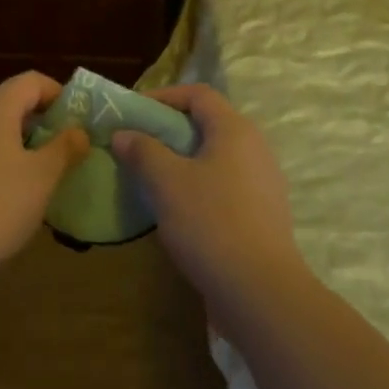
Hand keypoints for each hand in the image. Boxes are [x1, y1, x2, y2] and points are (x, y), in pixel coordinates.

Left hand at [0, 72, 89, 283]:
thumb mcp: (42, 178)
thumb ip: (64, 149)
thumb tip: (79, 131)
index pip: (32, 81)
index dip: (58, 94)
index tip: (77, 121)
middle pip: (8, 102)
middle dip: (38, 121)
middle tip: (61, 149)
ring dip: (14, 142)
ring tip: (35, 174)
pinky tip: (1, 194)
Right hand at [112, 84, 304, 306]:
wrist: (261, 294)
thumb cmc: (211, 224)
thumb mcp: (167, 183)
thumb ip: (143, 151)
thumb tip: (124, 133)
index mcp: (235, 129)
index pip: (198, 94)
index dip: (164, 96)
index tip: (134, 111)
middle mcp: (255, 148)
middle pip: (208, 124)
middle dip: (170, 130)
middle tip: (139, 144)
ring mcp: (263, 182)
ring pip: (216, 157)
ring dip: (183, 160)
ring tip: (153, 177)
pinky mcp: (263, 214)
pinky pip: (225, 185)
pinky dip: (199, 186)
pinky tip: (178, 211)